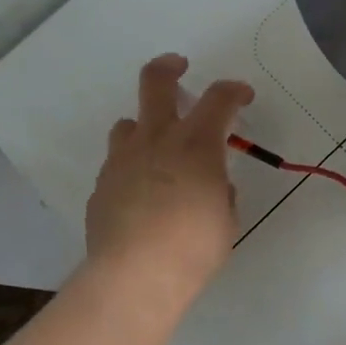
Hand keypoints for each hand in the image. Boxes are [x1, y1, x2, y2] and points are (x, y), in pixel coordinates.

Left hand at [85, 54, 253, 293]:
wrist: (134, 277)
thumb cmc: (194, 247)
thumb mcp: (226, 219)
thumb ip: (221, 192)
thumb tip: (214, 187)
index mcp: (196, 144)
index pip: (219, 98)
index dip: (234, 90)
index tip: (243, 96)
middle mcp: (156, 140)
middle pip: (156, 82)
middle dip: (169, 68)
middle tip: (179, 67)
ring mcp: (122, 160)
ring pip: (128, 123)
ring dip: (145, 126)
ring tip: (158, 148)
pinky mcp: (102, 186)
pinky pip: (118, 164)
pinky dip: (133, 167)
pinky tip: (142, 195)